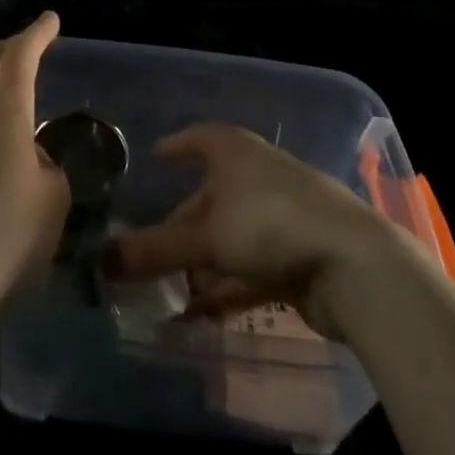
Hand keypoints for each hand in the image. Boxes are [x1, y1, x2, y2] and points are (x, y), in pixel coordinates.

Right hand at [104, 123, 406, 340]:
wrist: (354, 265)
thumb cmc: (270, 224)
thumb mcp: (204, 237)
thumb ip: (153, 251)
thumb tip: (99, 262)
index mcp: (234, 152)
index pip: (198, 139)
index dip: (176, 147)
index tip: (155, 157)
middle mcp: (256, 175)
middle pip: (210, 198)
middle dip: (181, 227)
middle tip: (150, 251)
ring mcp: (280, 216)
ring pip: (229, 238)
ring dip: (201, 266)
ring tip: (168, 294)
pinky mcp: (297, 257)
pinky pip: (249, 269)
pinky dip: (225, 288)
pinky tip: (200, 315)